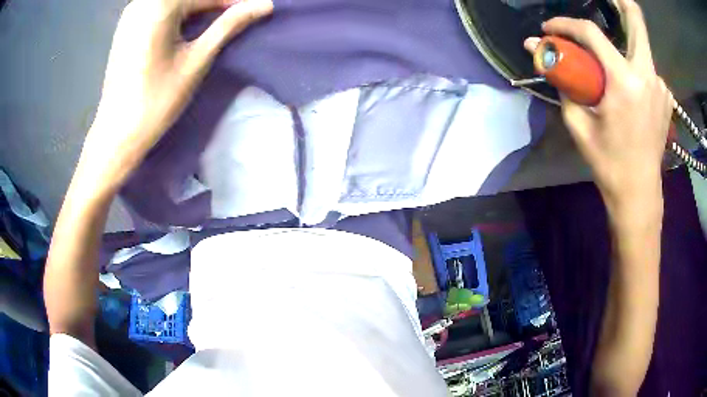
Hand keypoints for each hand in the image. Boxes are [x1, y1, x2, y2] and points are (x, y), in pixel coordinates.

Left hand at [79, 0, 272, 194]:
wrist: (117, 133)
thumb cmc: (157, 100)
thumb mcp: (197, 59)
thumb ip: (229, 25)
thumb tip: (264, 5)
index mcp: (160, 6)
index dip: (234, 2)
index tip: (256, 9)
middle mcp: (142, 3)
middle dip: (214, 5)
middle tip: (235, 17)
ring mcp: (131, 14)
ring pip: (175, 2)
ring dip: (197, 8)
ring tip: (216, 22)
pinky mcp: (126, 26)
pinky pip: (159, 9)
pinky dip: (178, 14)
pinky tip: (188, 26)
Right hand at [524, 0, 670, 216]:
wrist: (639, 193)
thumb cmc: (608, 163)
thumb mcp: (578, 124)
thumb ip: (560, 81)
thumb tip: (536, 50)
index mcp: (625, 83)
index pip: (592, 33)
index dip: (566, 24)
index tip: (551, 29)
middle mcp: (647, 76)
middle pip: (636, 21)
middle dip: (620, 3)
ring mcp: (661, 86)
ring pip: (641, 45)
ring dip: (624, 42)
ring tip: (611, 57)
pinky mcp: (666, 96)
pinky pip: (647, 67)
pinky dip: (635, 66)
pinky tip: (628, 85)